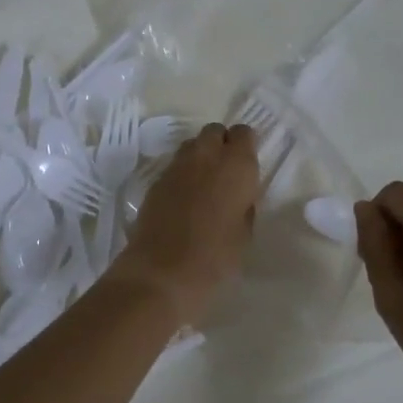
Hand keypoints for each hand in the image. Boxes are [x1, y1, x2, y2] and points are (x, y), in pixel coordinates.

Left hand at [109, 123, 259, 322]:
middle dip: (220, 144)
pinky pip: (174, 166)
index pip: (243, 133)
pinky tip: (183, 199)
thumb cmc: (215, 257)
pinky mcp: (156, 180)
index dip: (245, 146)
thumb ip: (244, 206)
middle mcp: (206, 156)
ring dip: (200, 156)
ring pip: (191, 145)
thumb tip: (239, 196)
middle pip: (214, 132)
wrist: (162, 271)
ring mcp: (177, 166)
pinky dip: (182, 174)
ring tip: (204, 184)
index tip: (246, 165)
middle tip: (225, 172)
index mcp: (237, 165)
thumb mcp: (244, 234)